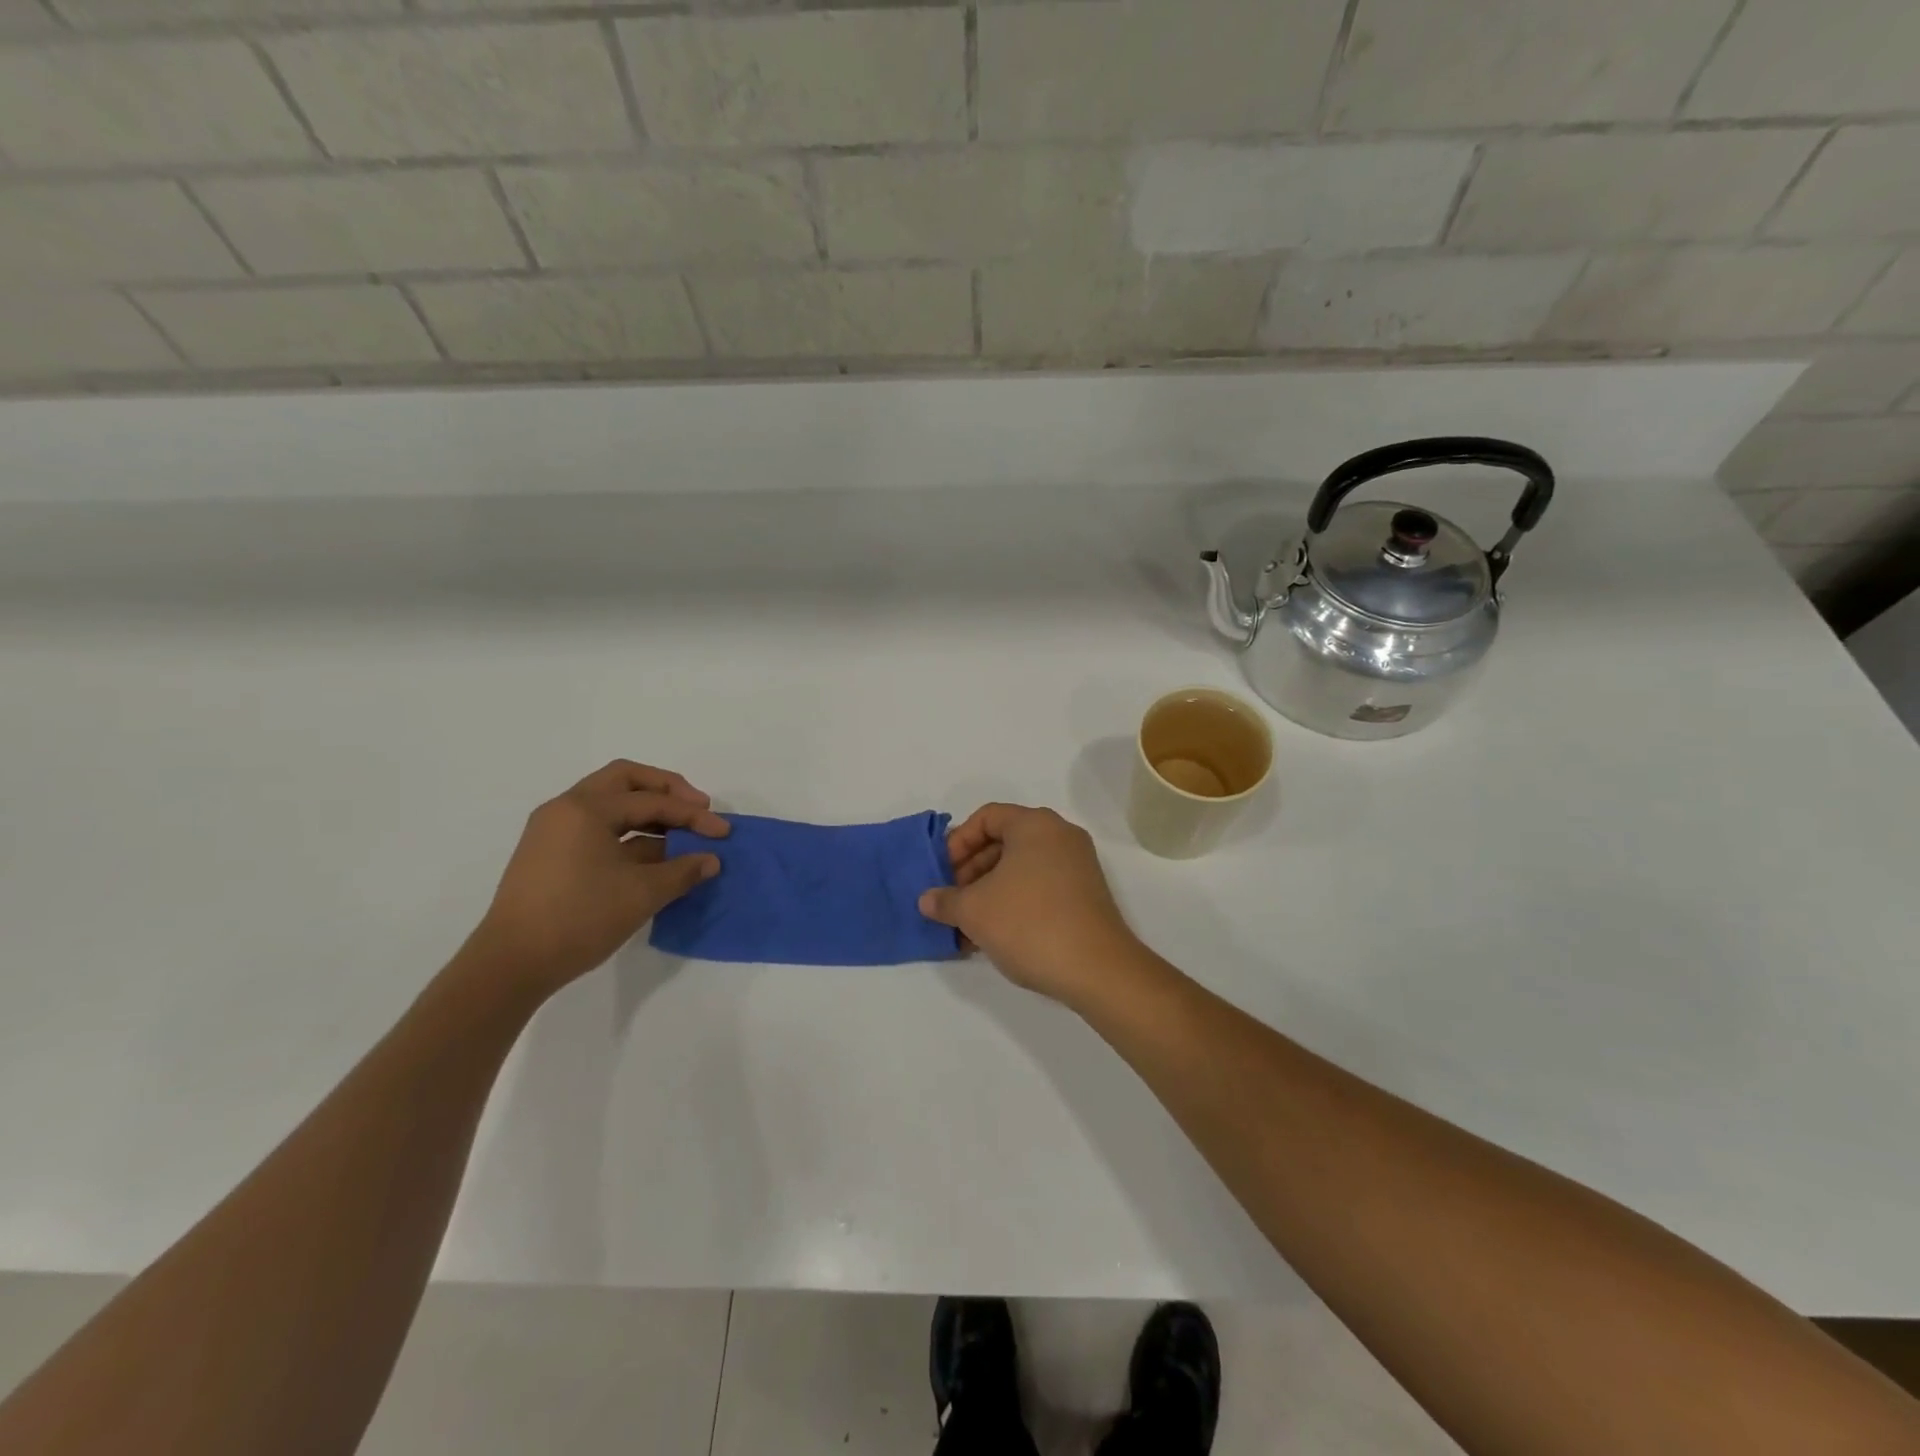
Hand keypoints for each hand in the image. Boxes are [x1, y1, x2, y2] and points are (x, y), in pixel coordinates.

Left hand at [467, 760, 728, 995]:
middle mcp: (566, 808)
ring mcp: (554, 830)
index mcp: (586, 808)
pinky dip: (628, 834)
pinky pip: (597, 828)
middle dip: (667, 791)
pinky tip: (653, 856)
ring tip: (680, 835)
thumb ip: (682, 871)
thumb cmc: (579, 919)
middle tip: (698, 808)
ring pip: (610, 804)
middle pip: (625, 781)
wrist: (511, 964)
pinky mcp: (550, 854)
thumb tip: (711, 861)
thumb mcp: (642, 894)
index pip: (651, 801)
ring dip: (648, 814)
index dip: (693, 815)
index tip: (723, 833)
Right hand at [918, 803, 1140, 1005]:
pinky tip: (994, 935)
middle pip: (1004, 841)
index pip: (986, 817)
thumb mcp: (974, 910)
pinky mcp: (1086, 894)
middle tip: (952, 901)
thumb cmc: (1029, 923)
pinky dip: (1014, 902)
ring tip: (968, 926)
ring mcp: (1077, 865)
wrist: (1097, 969)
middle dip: (971, 871)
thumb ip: (945, 900)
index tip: (943, 874)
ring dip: (989, 891)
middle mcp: (1060, 836)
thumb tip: (928, 900)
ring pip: (1020, 868)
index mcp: (1035, 824)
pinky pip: (1039, 886)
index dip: (957, 842)